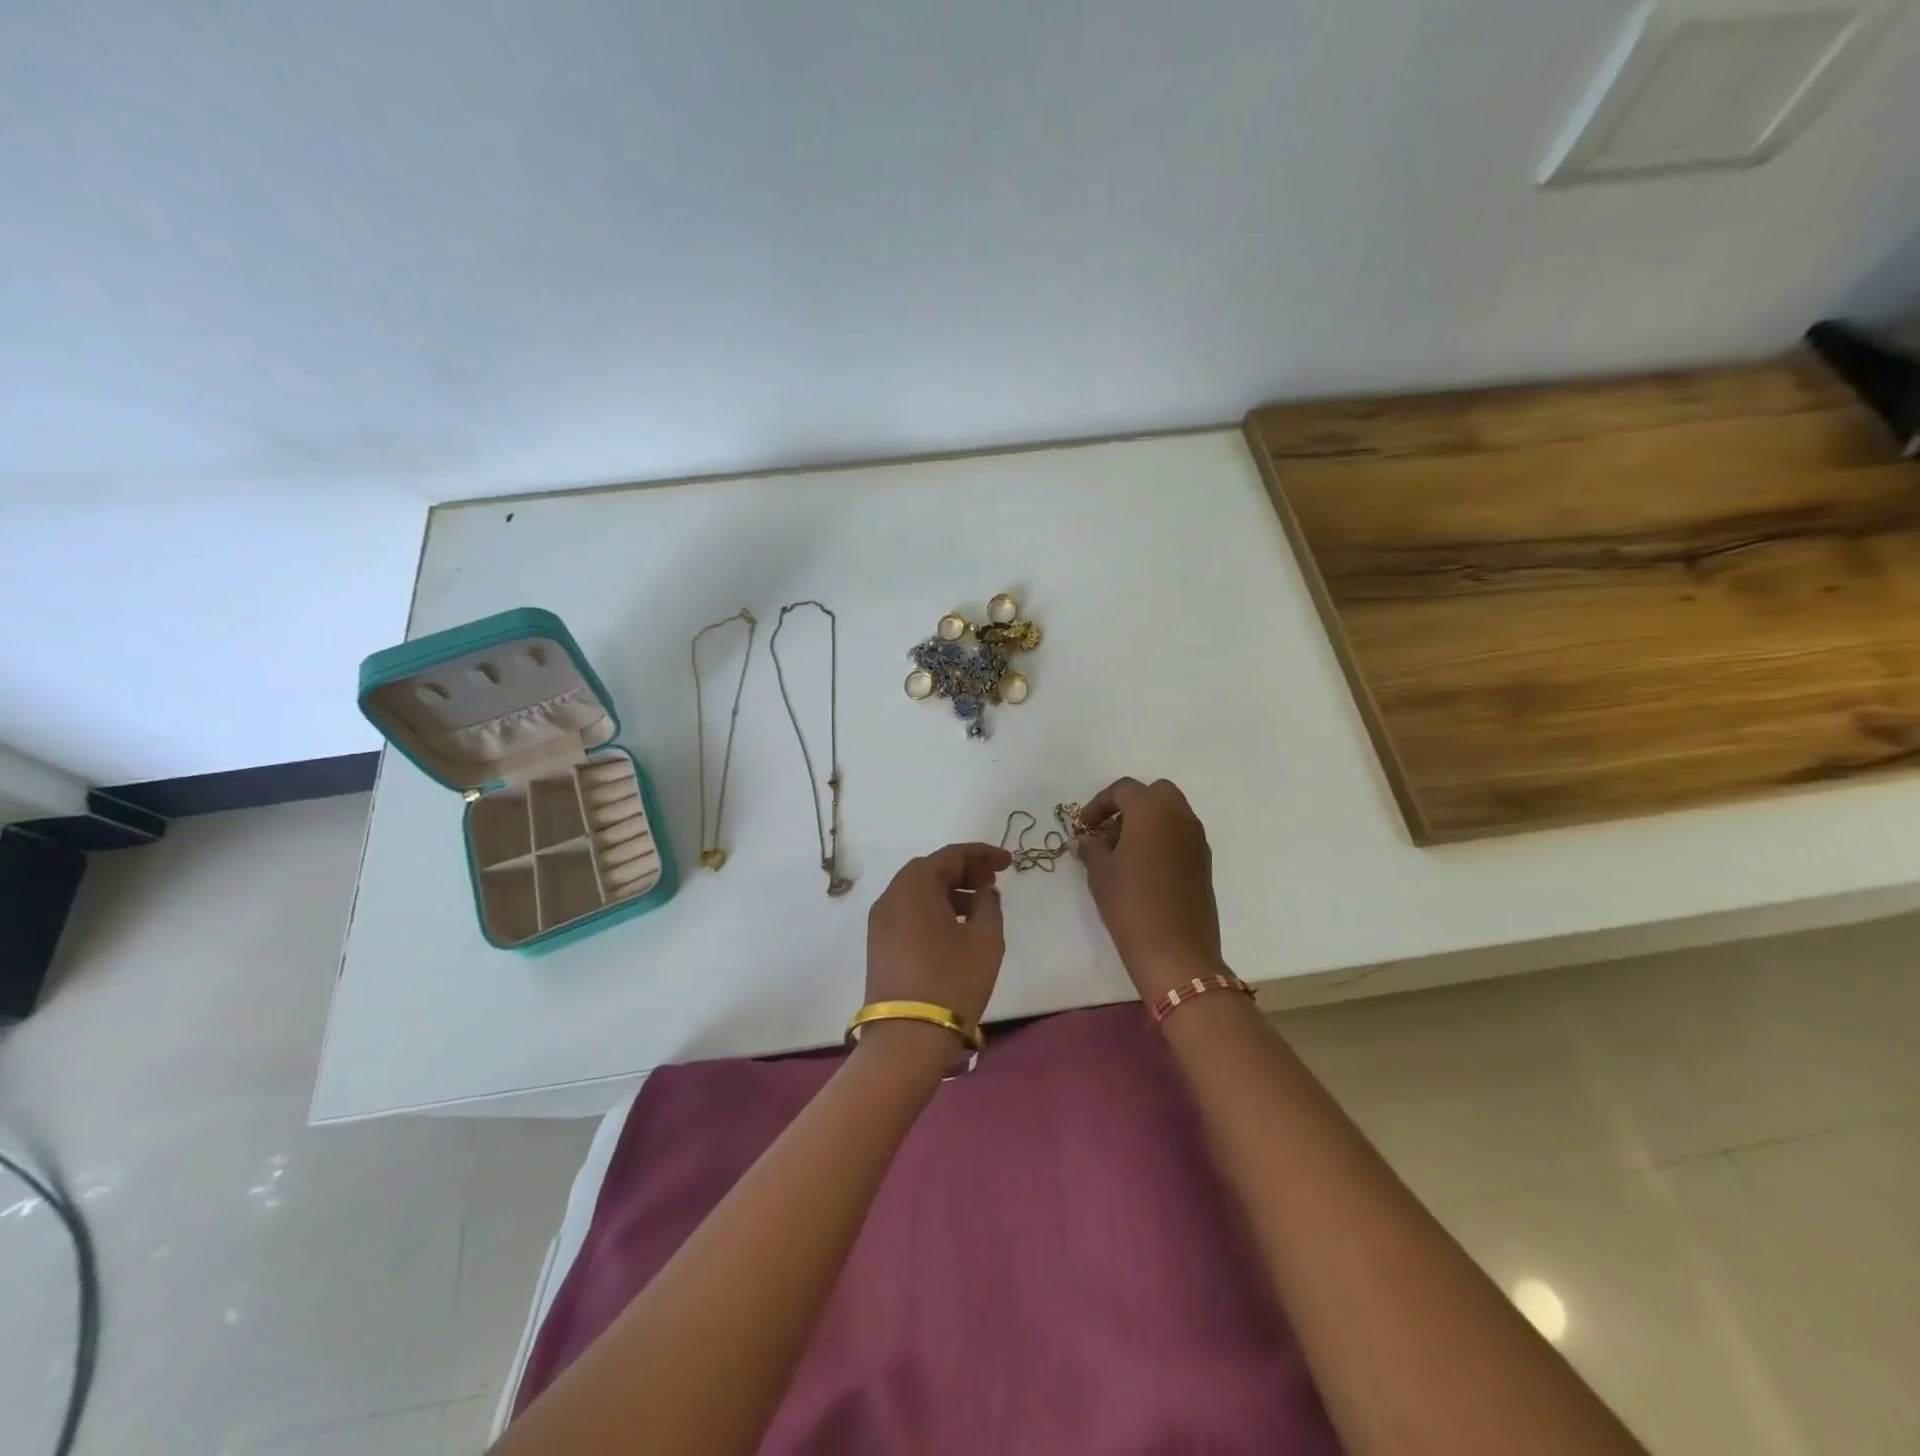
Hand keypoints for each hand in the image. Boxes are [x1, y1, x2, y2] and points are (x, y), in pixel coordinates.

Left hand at [864, 841, 1011, 1026]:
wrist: (907, 1037)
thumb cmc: (953, 980)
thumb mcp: (986, 939)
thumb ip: (989, 904)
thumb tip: (984, 890)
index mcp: (915, 886)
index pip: (951, 855)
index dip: (982, 854)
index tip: (1008, 862)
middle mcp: (891, 896)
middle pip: (930, 870)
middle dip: (963, 871)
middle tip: (991, 881)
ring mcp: (880, 922)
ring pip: (917, 892)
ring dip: (948, 892)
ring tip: (979, 907)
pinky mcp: (879, 945)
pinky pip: (908, 913)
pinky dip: (932, 910)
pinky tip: (955, 928)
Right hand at [1075, 778, 1224, 1001]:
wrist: (1176, 951)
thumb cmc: (1131, 903)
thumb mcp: (1100, 872)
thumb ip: (1091, 848)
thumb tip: (1085, 840)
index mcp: (1152, 810)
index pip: (1123, 789)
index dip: (1098, 804)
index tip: (1083, 827)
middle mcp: (1180, 817)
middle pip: (1154, 793)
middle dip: (1129, 806)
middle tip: (1107, 831)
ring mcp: (1196, 840)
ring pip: (1170, 814)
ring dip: (1146, 823)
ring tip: (1120, 854)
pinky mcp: (1203, 863)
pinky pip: (1179, 836)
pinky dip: (1160, 840)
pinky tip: (1141, 869)